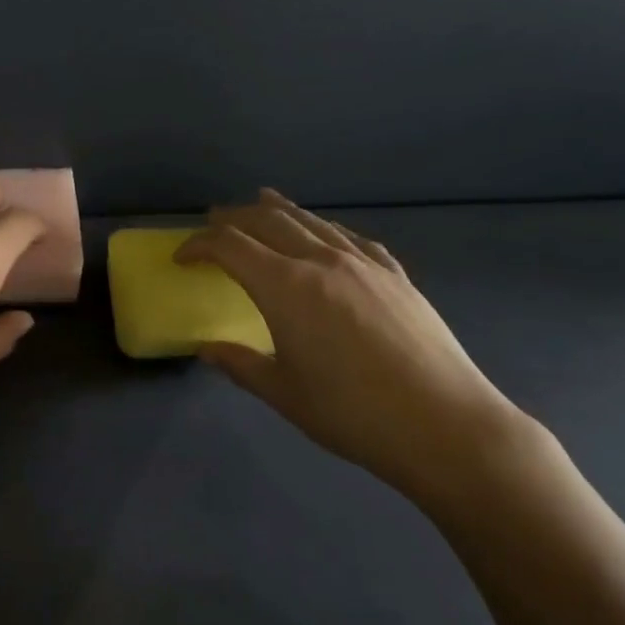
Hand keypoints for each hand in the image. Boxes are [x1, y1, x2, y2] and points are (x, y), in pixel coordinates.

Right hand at [176, 190, 560, 520]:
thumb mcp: (284, 393)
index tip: (182, 257)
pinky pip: (351, 238)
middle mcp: (321, 261)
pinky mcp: (395, 275)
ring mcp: (363, 264)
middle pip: (269, 221)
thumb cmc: (351, 413)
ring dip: (280, 210)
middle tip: (214, 219)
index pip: (230, 247)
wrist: (442, 424)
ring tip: (262, 201)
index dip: (200, 245)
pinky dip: (326, 229)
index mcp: (286, 286)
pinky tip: (327, 234)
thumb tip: (206, 349)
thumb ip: (240, 365)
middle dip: (235, 217)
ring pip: (312, 222)